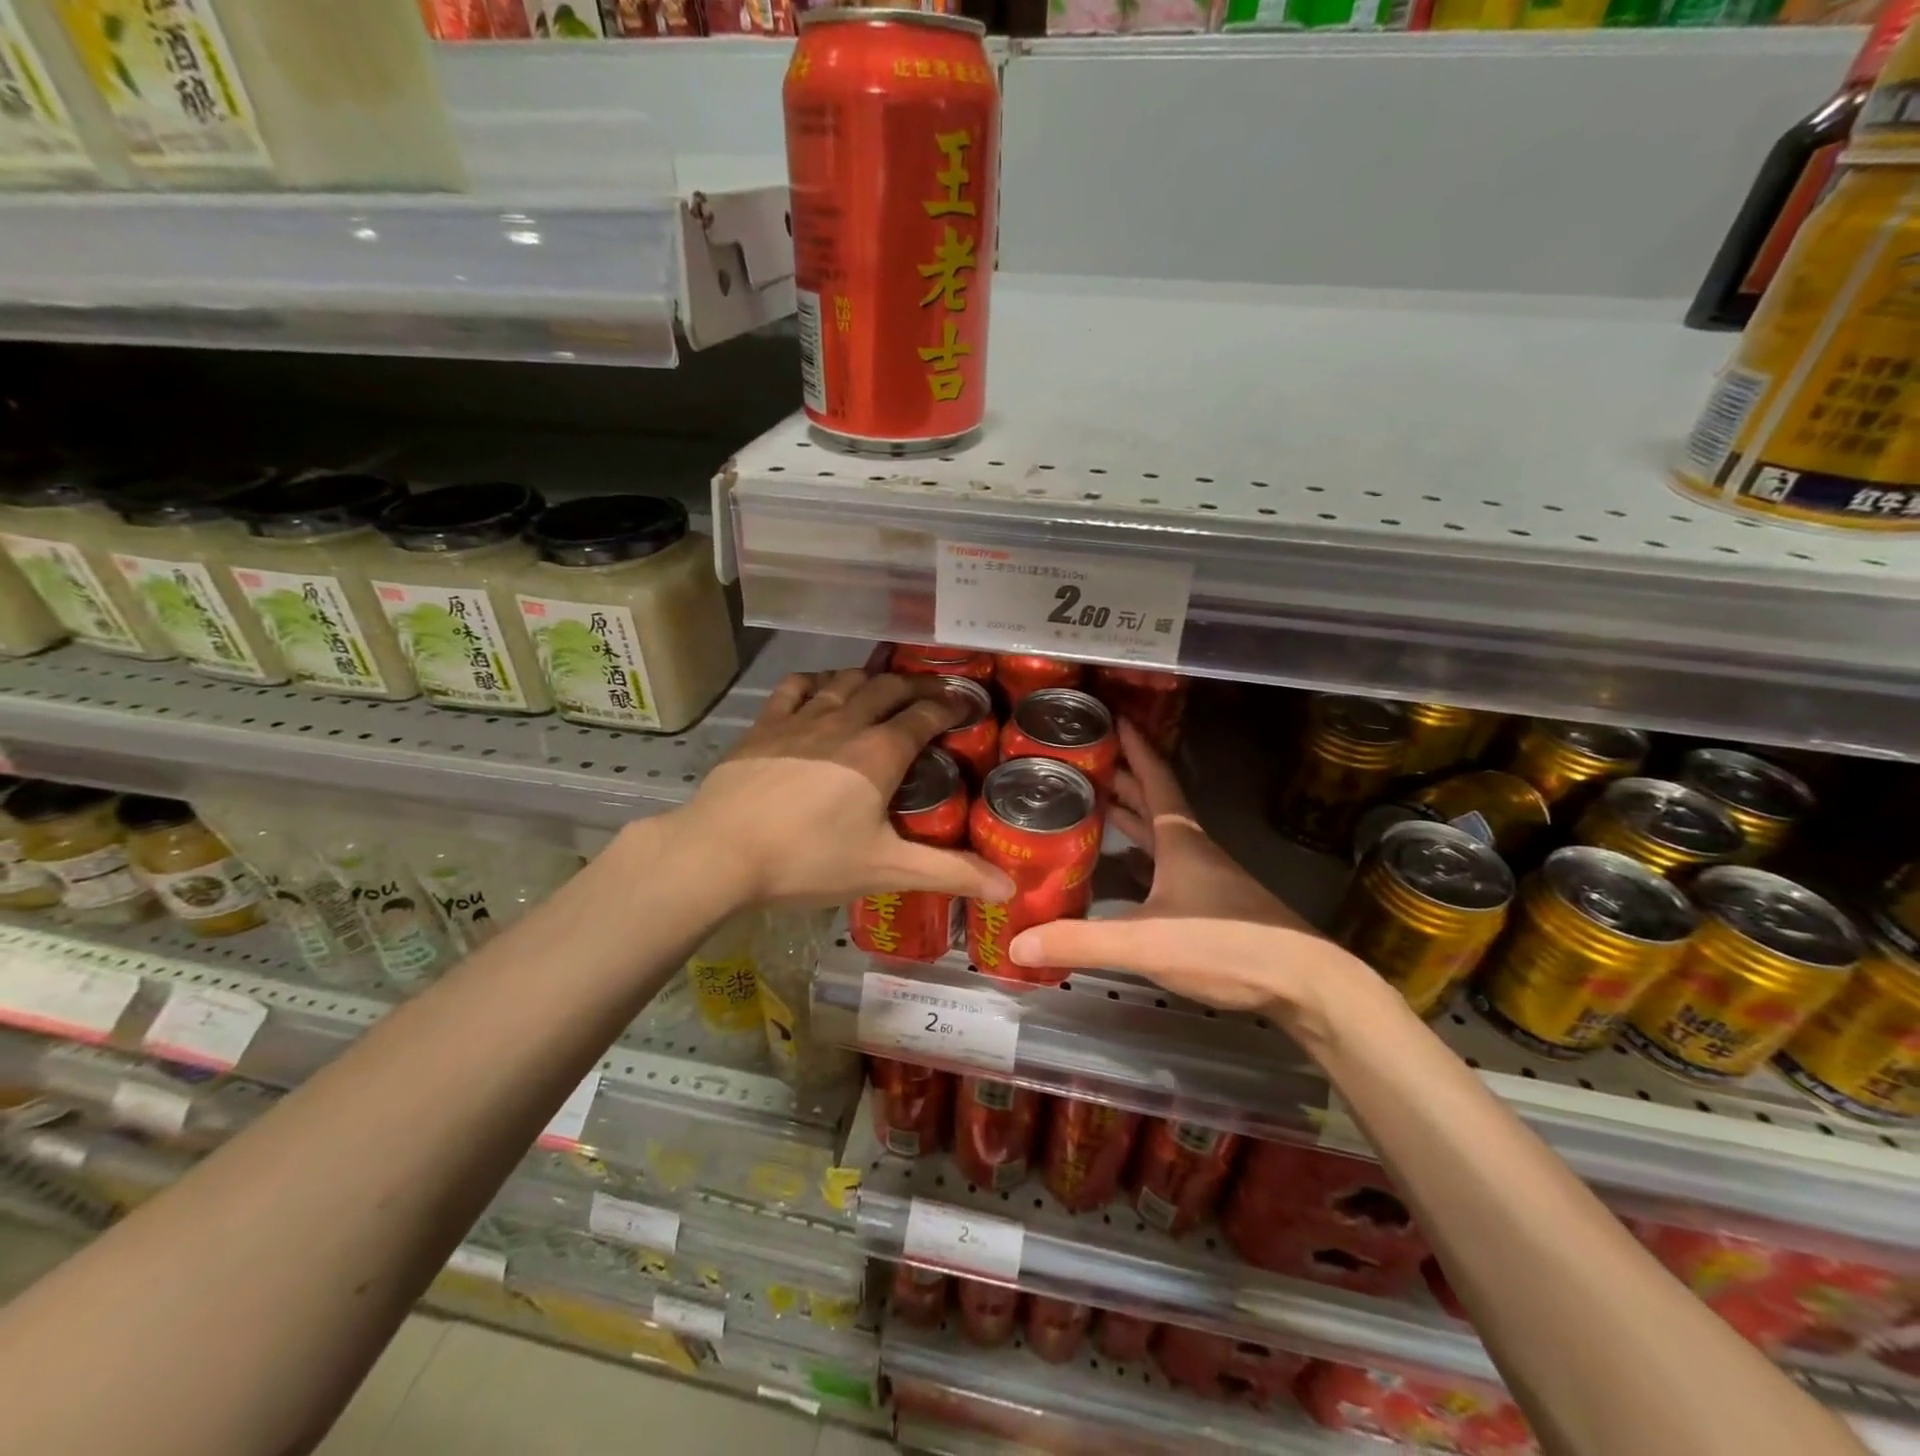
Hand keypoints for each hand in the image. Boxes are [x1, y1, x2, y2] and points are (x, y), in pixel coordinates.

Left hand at [675, 668, 1015, 907]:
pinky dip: (818, 680)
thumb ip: (949, 874)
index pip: (925, 716)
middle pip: (889, 689)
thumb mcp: (885, 869)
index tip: (969, 705)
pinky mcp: (765, 725)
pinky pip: (796, 687)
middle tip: (937, 693)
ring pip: (846, 681)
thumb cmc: (808, 860)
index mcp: (880, 753)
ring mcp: (801, 719)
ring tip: (887, 684)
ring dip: (873, 678)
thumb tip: (1009, 889)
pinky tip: (823, 687)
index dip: (952, 707)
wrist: (720, 852)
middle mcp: (846, 722)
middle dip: (919, 686)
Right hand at [1008, 721, 1369, 1033]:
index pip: (1155, 779)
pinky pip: (1165, 865)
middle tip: (1083, 764)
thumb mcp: (1146, 941)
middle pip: (1153, 802)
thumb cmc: (1225, 944)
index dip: (1134, 748)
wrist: (1303, 984)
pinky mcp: (1212, 906)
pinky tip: (1123, 871)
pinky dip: (1141, 856)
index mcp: (1180, 840)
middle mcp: (1193, 850)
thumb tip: (1017, 943)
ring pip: (1160, 834)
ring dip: (1130, 816)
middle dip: (1121, 779)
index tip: (1114, 719)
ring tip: (1094, 805)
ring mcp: (1206, 878)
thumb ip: (1081, 941)